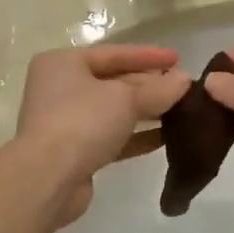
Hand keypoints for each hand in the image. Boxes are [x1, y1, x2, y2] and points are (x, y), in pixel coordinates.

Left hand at [16, 45, 189, 226]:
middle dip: (149, 85)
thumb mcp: (125, 98)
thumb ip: (158, 89)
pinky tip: (164, 138)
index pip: (113, 53)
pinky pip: (110, 137)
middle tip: (183, 88)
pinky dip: (135, 136)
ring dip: (145, 111)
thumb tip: (185, 81)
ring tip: (181, 112)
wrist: (48, 179)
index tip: (179, 58)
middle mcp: (60, 88)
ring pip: (113, 111)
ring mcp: (65, 122)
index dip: (148, 55)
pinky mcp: (74, 152)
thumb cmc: (82, 122)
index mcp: (63, 64)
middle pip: (113, 82)